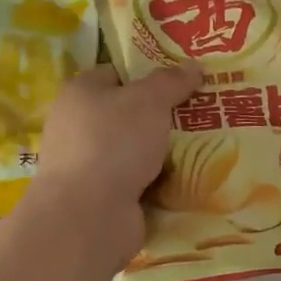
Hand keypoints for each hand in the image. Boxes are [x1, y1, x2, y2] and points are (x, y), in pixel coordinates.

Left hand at [27, 63, 202, 263]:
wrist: (88, 215)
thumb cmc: (114, 142)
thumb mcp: (149, 100)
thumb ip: (171, 81)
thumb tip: (194, 65)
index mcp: (80, 93)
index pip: (117, 74)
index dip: (148, 75)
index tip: (183, 81)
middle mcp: (77, 126)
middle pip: (127, 114)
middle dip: (161, 116)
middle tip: (200, 114)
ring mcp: (87, 165)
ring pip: (134, 151)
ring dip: (162, 153)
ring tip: (204, 147)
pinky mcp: (99, 198)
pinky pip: (137, 183)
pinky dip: (157, 183)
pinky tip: (186, 180)